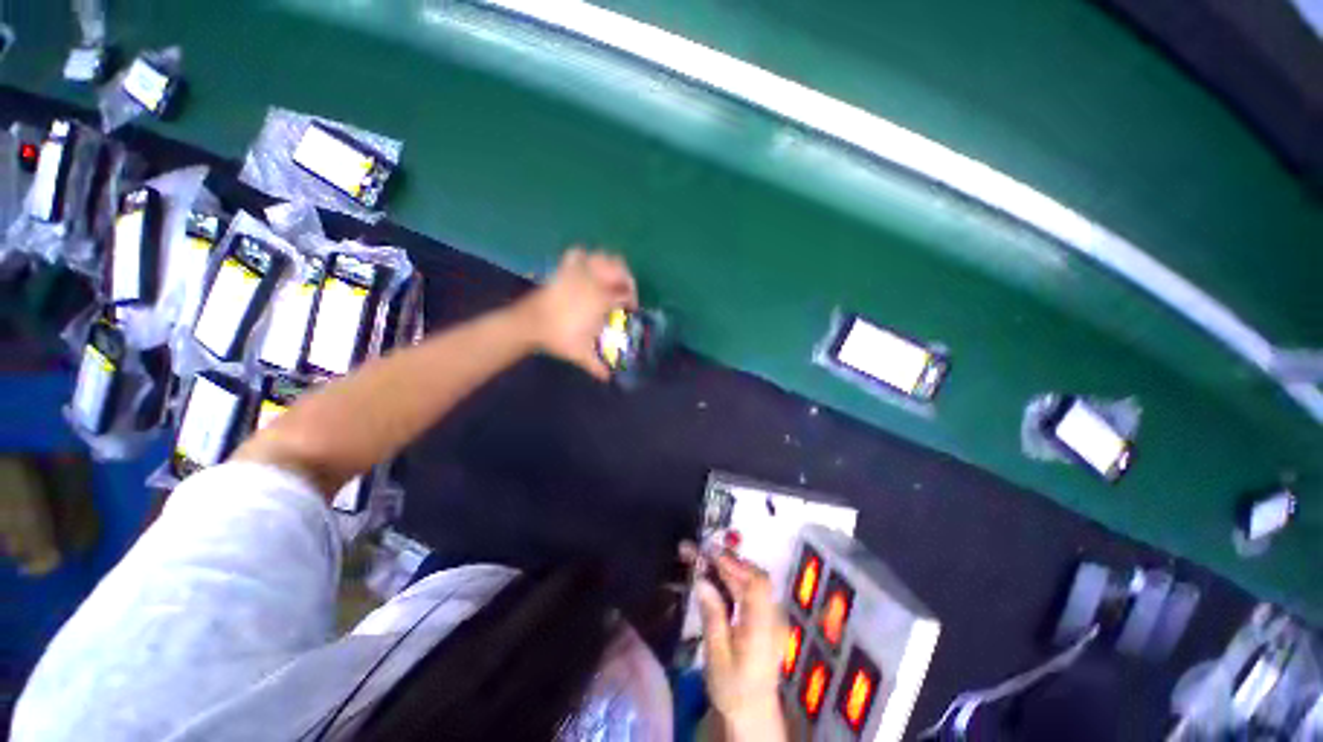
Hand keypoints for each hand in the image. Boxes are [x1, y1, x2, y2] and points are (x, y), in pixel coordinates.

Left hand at [516, 247, 637, 379]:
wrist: (529, 324)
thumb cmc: (559, 338)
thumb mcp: (581, 354)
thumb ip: (597, 366)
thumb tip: (608, 377)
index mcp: (602, 299)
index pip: (626, 294)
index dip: (632, 301)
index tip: (631, 309)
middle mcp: (594, 282)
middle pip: (619, 268)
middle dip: (626, 279)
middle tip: (623, 292)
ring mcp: (578, 273)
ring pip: (601, 257)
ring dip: (610, 266)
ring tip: (610, 279)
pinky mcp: (564, 270)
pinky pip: (577, 254)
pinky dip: (585, 257)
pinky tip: (588, 266)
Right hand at [696, 552, 789, 741]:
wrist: (753, 713)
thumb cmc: (732, 688)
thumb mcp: (716, 657)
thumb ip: (713, 616)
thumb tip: (702, 580)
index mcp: (763, 629)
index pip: (756, 584)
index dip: (734, 564)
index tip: (709, 552)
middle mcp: (773, 617)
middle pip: (755, 577)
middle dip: (727, 560)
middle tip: (700, 551)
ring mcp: (773, 616)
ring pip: (753, 580)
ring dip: (729, 566)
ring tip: (704, 558)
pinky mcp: (768, 617)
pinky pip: (752, 588)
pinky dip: (734, 577)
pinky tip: (717, 575)